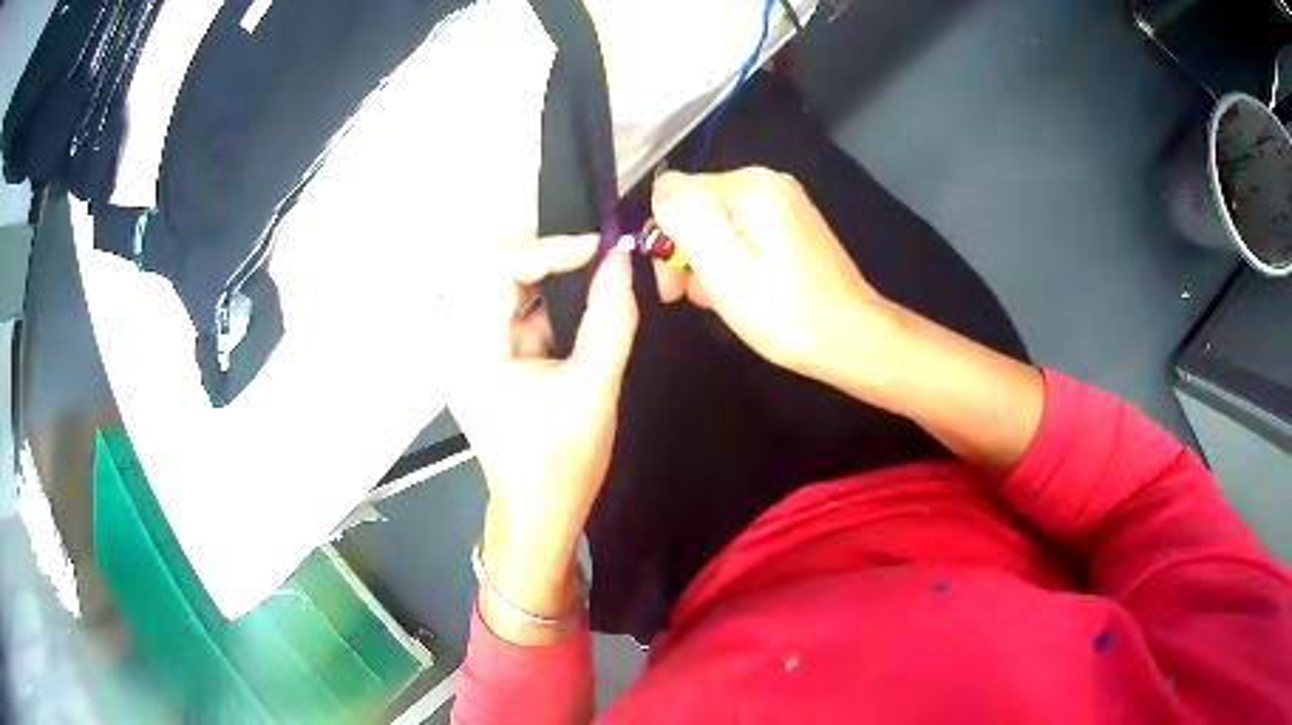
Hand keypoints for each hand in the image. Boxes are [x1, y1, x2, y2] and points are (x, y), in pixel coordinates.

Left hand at [444, 236, 637, 638]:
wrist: (542, 512)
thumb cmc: (561, 463)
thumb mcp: (594, 388)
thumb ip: (611, 319)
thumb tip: (622, 263)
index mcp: (471, 351)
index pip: (499, 271)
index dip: (549, 250)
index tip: (598, 249)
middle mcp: (462, 344)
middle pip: (498, 272)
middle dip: (549, 259)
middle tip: (597, 256)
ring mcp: (476, 351)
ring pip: (510, 288)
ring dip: (552, 278)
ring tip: (597, 273)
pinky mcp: (493, 358)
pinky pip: (520, 312)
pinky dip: (552, 301)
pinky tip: (583, 301)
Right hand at [650, 167, 898, 389]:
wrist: (853, 337)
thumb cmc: (785, 313)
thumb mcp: (723, 267)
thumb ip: (685, 217)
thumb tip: (661, 190)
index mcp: (748, 186)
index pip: (673, 193)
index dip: (664, 240)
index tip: (674, 287)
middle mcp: (766, 179)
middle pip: (696, 204)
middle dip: (686, 250)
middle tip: (695, 299)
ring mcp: (784, 199)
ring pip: (718, 220)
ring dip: (709, 258)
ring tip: (724, 299)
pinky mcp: (794, 221)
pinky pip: (743, 229)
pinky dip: (734, 257)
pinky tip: (745, 289)